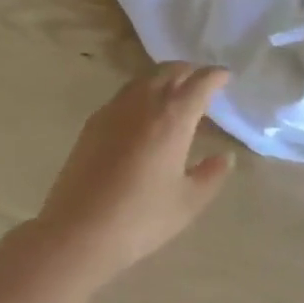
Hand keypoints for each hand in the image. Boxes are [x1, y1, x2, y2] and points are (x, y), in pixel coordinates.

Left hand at [34, 63, 234, 285]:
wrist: (78, 231)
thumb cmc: (140, 218)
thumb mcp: (187, 203)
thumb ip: (211, 176)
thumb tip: (225, 157)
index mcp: (173, 118)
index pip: (199, 83)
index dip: (215, 76)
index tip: (225, 76)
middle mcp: (145, 103)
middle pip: (170, 72)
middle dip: (190, 71)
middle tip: (202, 81)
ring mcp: (115, 109)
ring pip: (145, 78)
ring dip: (165, 77)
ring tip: (175, 91)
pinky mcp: (94, 122)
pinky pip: (125, 93)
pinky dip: (142, 91)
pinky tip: (143, 111)